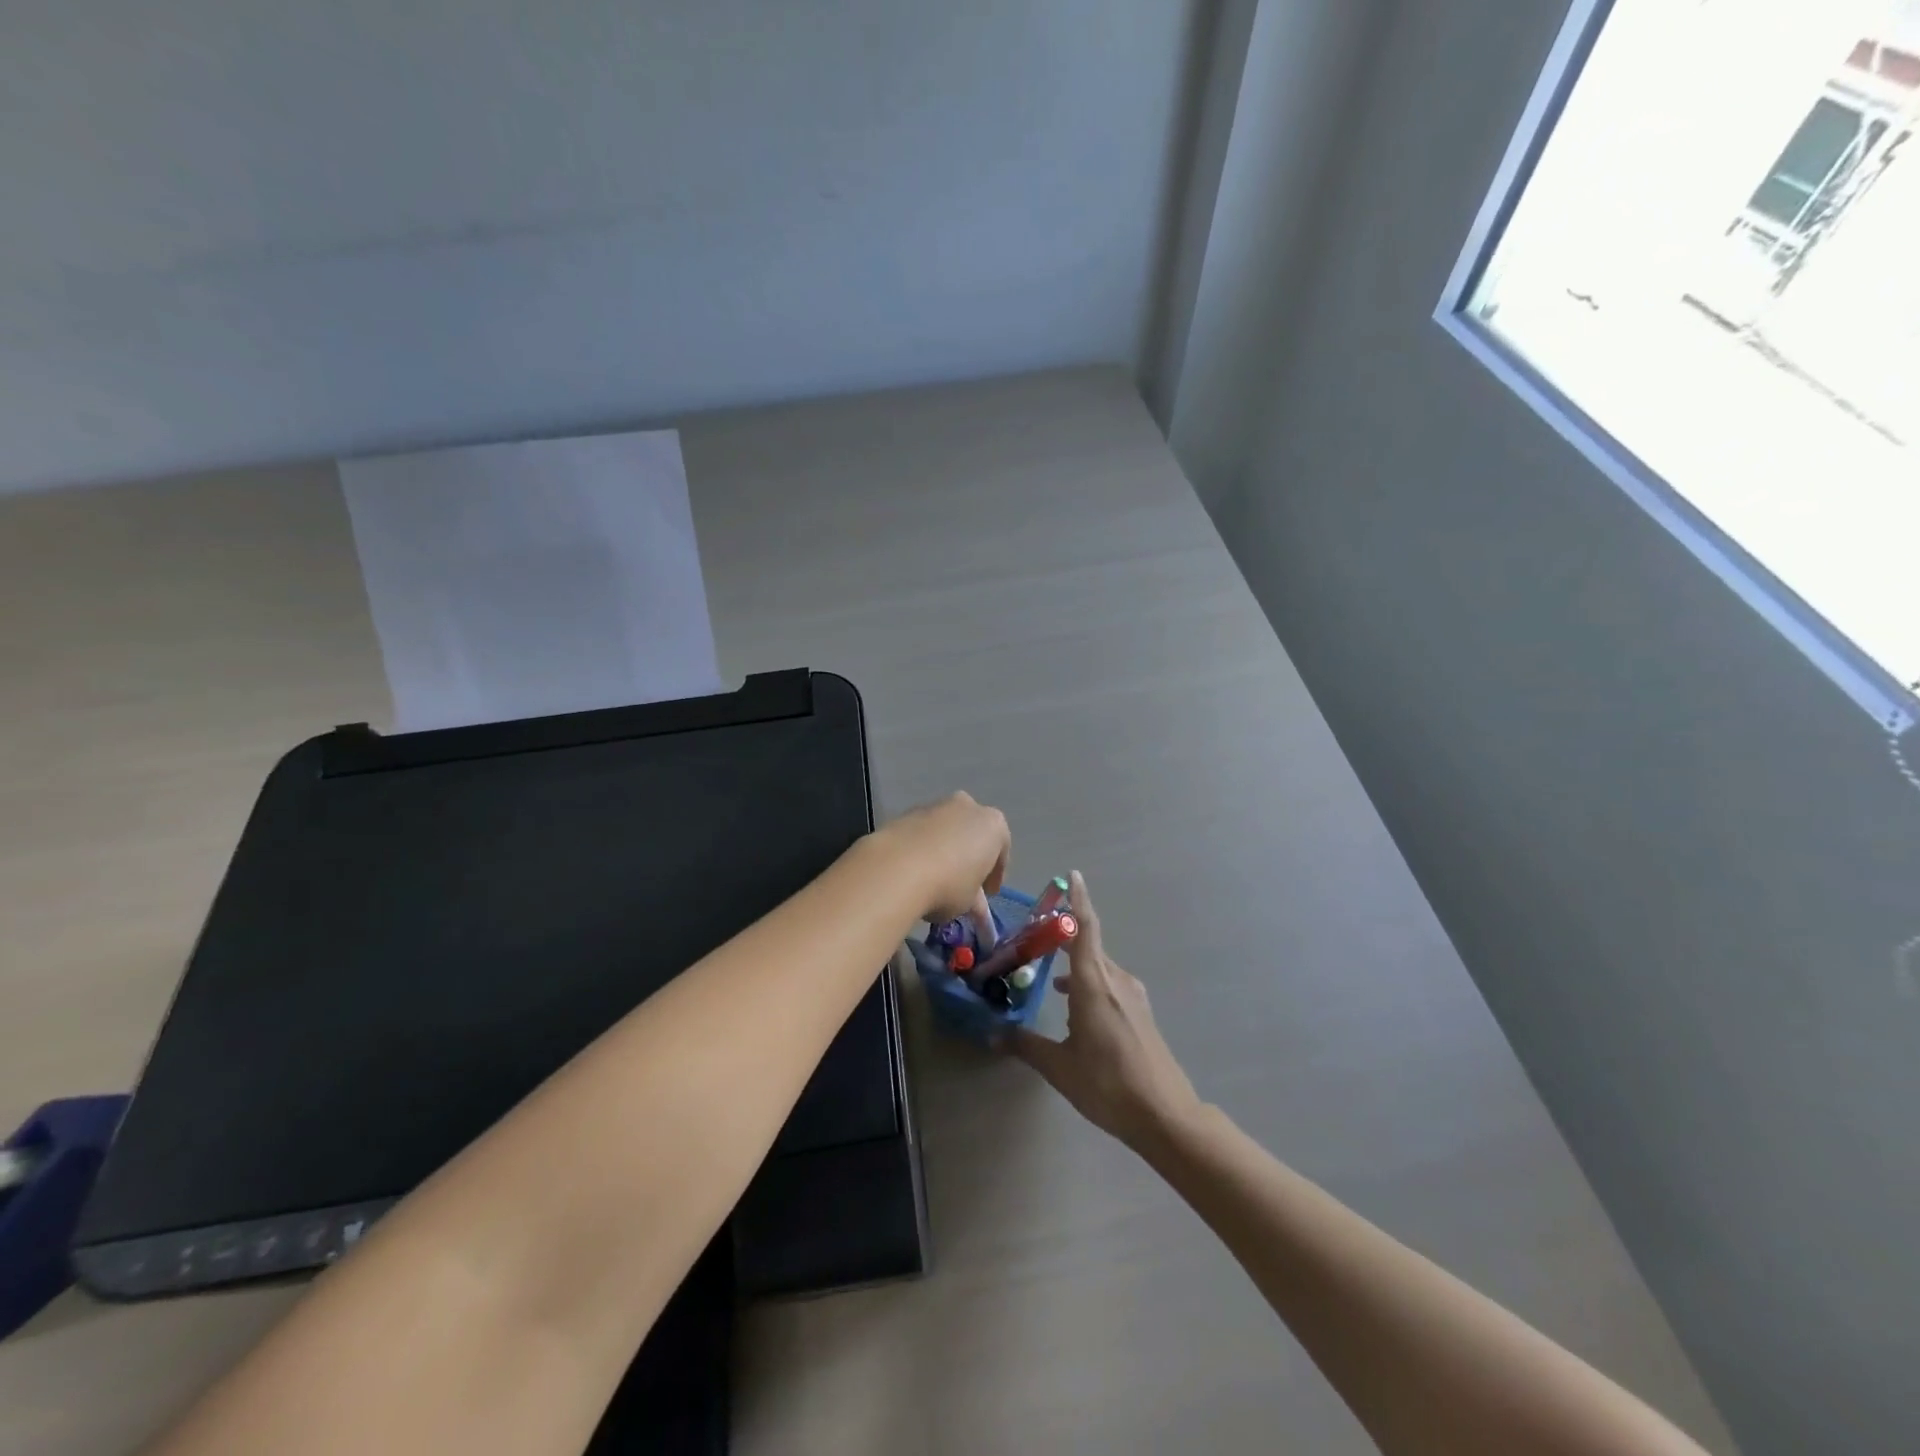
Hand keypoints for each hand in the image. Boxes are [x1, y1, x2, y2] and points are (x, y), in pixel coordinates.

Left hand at [875, 792, 1009, 927]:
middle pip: (972, 834)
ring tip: (934, 879)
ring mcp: (935, 806)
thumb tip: (974, 907)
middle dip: (969, 856)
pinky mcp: (906, 813)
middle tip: (962, 883)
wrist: (897, 868)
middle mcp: (967, 807)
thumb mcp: (969, 901)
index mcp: (993, 824)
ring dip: (944, 850)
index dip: (994, 876)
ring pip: (945, 830)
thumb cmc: (948, 885)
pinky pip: (922, 833)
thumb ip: (975, 900)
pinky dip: (922, 848)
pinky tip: (914, 870)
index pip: (1001, 852)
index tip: (988, 894)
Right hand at [1010, 872, 1201, 1149]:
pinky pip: (1110, 982)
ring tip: (1049, 976)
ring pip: (1099, 966)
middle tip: (1037, 934)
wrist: (1165, 1115)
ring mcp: (1132, 996)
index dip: (1077, 900)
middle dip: (1065, 935)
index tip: (1072, 875)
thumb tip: (994, 1033)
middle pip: (1090, 944)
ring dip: (1076, 962)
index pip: (1085, 929)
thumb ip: (1026, 1045)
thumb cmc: (1108, 1085)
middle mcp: (1116, 981)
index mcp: (1094, 984)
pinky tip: (1075, 1004)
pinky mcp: (1140, 1013)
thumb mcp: (1060, 1067)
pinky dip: (1088, 981)